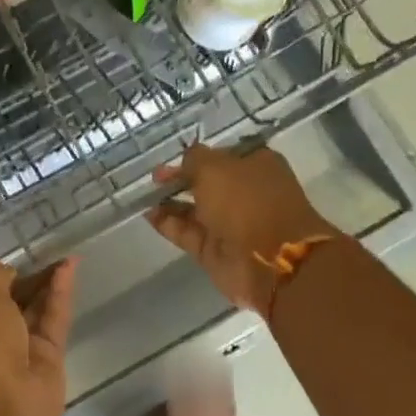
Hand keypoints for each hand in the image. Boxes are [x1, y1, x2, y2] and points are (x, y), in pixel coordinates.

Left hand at [0, 259, 78, 415]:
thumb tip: (7, 270)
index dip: (3, 278)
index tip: (20, 261)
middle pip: (15, 303)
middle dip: (31, 280)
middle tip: (51, 254)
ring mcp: (22, 351)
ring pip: (38, 311)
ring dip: (50, 284)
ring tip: (67, 258)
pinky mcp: (49, 360)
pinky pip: (55, 320)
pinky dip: (61, 295)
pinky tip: (70, 269)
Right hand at [147, 143, 340, 312]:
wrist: (270, 260)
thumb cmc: (246, 201)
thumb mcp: (214, 167)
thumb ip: (193, 159)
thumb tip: (184, 161)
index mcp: (256, 165)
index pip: (222, 155)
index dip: (197, 156)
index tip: (173, 159)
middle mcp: (245, 193)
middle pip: (207, 183)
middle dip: (180, 179)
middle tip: (155, 179)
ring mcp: (230, 224)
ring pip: (194, 209)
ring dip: (170, 202)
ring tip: (145, 196)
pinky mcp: (215, 250)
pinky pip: (187, 233)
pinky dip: (168, 224)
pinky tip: (148, 215)